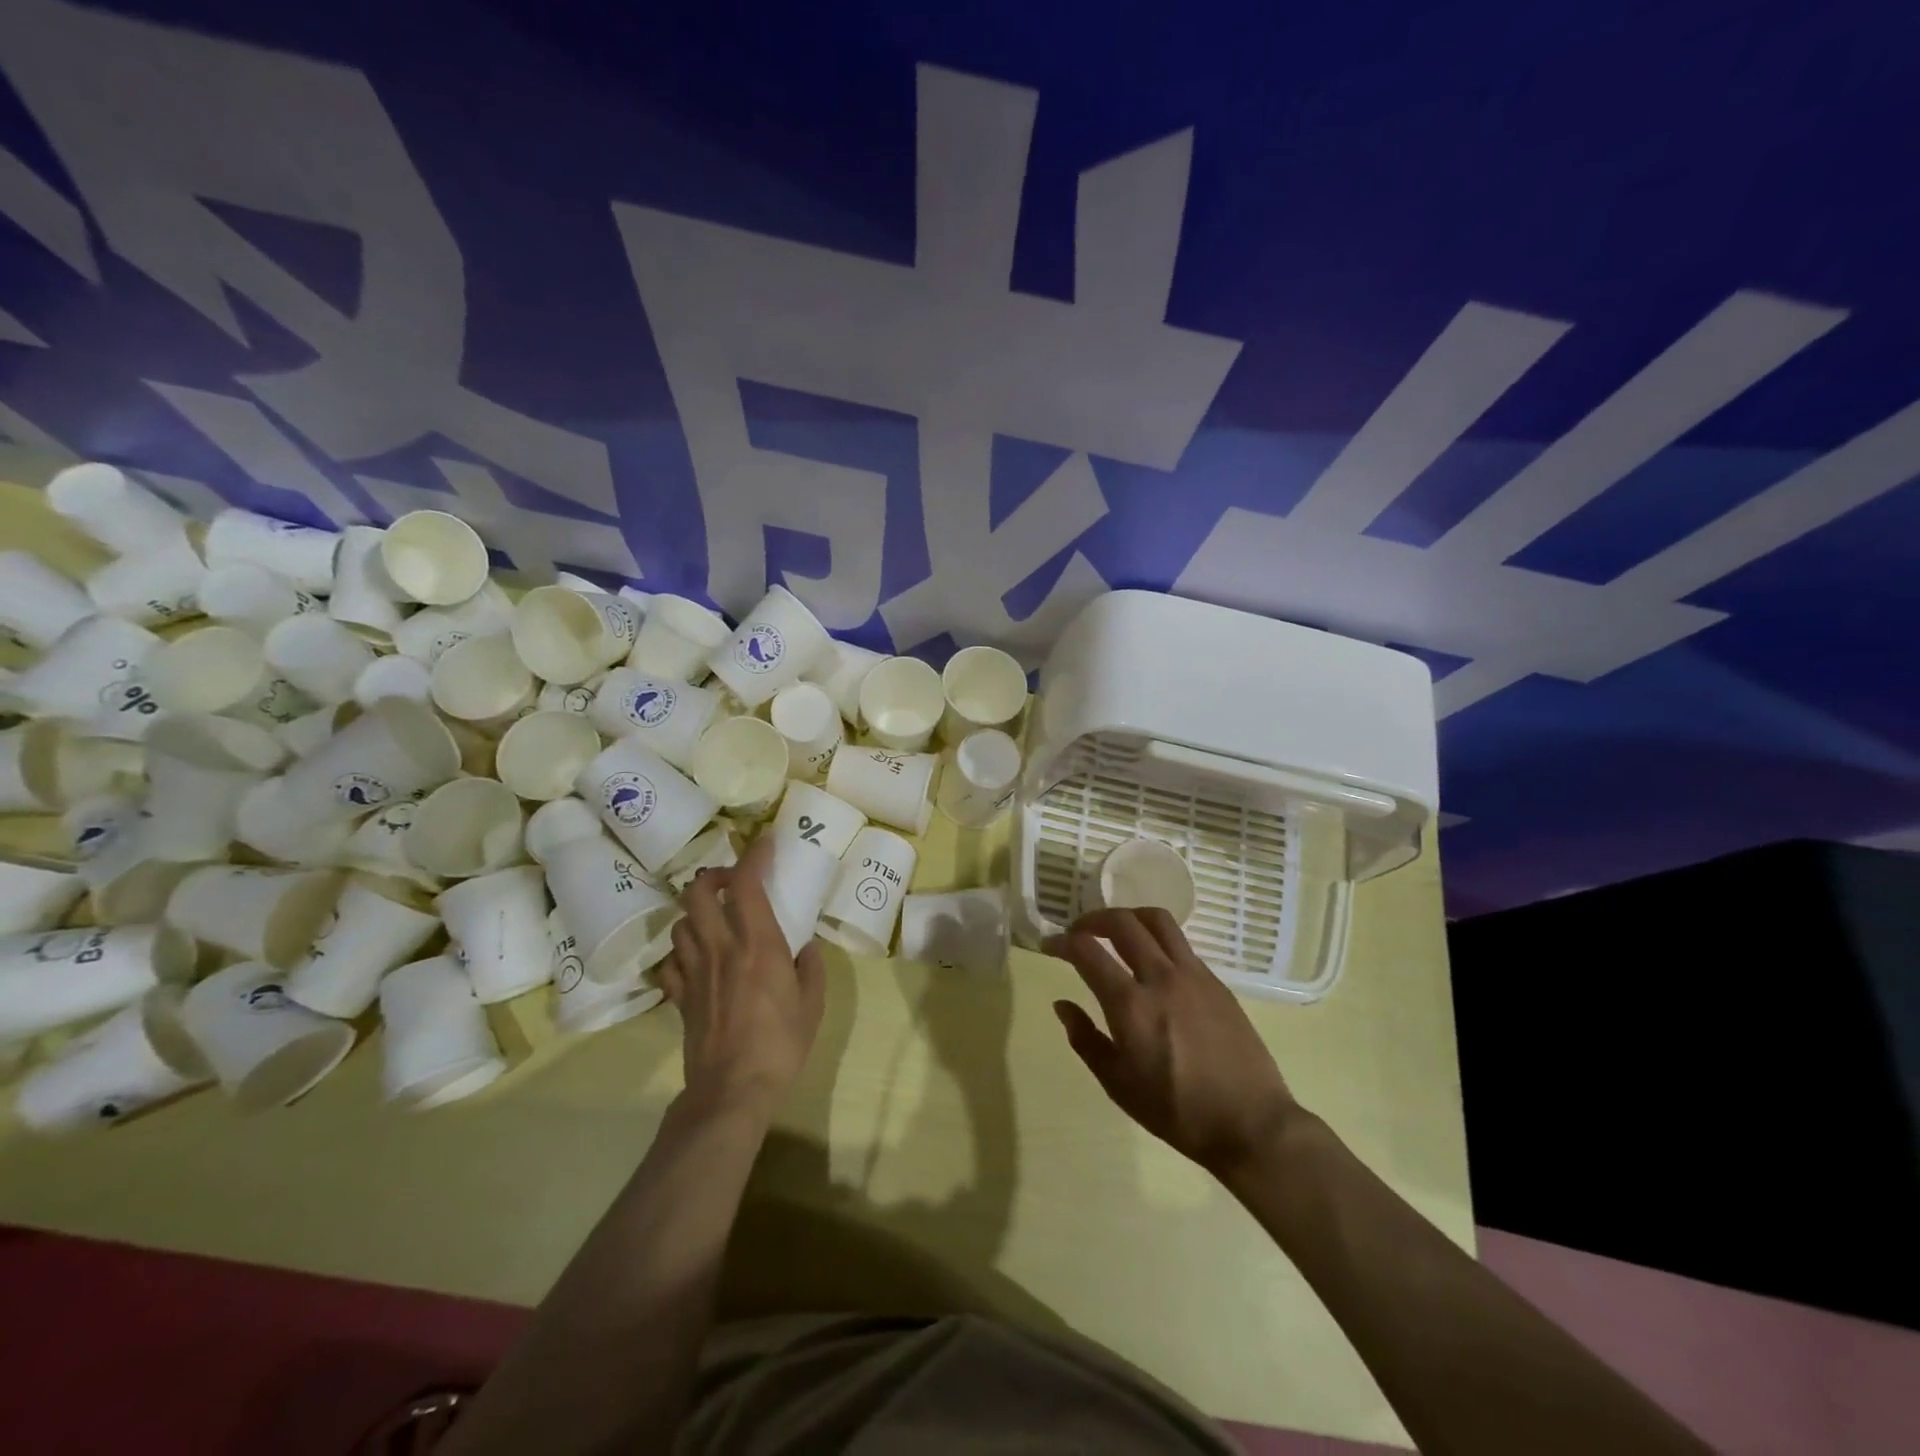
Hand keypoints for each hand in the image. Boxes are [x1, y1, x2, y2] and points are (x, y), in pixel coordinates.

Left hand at [657, 835, 825, 1120]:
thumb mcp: (812, 1005)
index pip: (747, 884)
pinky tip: (695, 960)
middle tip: (731, 882)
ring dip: (696, 913)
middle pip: (699, 893)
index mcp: (758, 944)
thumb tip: (806, 948)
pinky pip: (671, 963)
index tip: (765, 842)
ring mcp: (695, 972)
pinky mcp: (679, 997)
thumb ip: (811, 969)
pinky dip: (681, 953)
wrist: (732, 1090)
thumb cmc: (780, 1044)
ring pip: (681, 923)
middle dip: (712, 877)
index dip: (754, 856)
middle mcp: (721, 948)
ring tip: (713, 919)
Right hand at [1046, 908, 1298, 1179]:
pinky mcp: (1215, 981)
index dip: (1061, 942)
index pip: (1087, 951)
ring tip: (1115, 931)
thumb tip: (1062, 1005)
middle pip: (1121, 922)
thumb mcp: (1119, 1085)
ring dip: (1128, 917)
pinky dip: (1156, 938)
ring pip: (1157, 920)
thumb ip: (1086, 1039)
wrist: (1251, 1124)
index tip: (1049, 945)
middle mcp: (1160, 977)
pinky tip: (1151, 961)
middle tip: (1079, 932)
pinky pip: (1180, 943)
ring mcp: (1193, 975)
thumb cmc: (1178, 1112)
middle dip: (1092, 919)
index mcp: (1130, 1005)